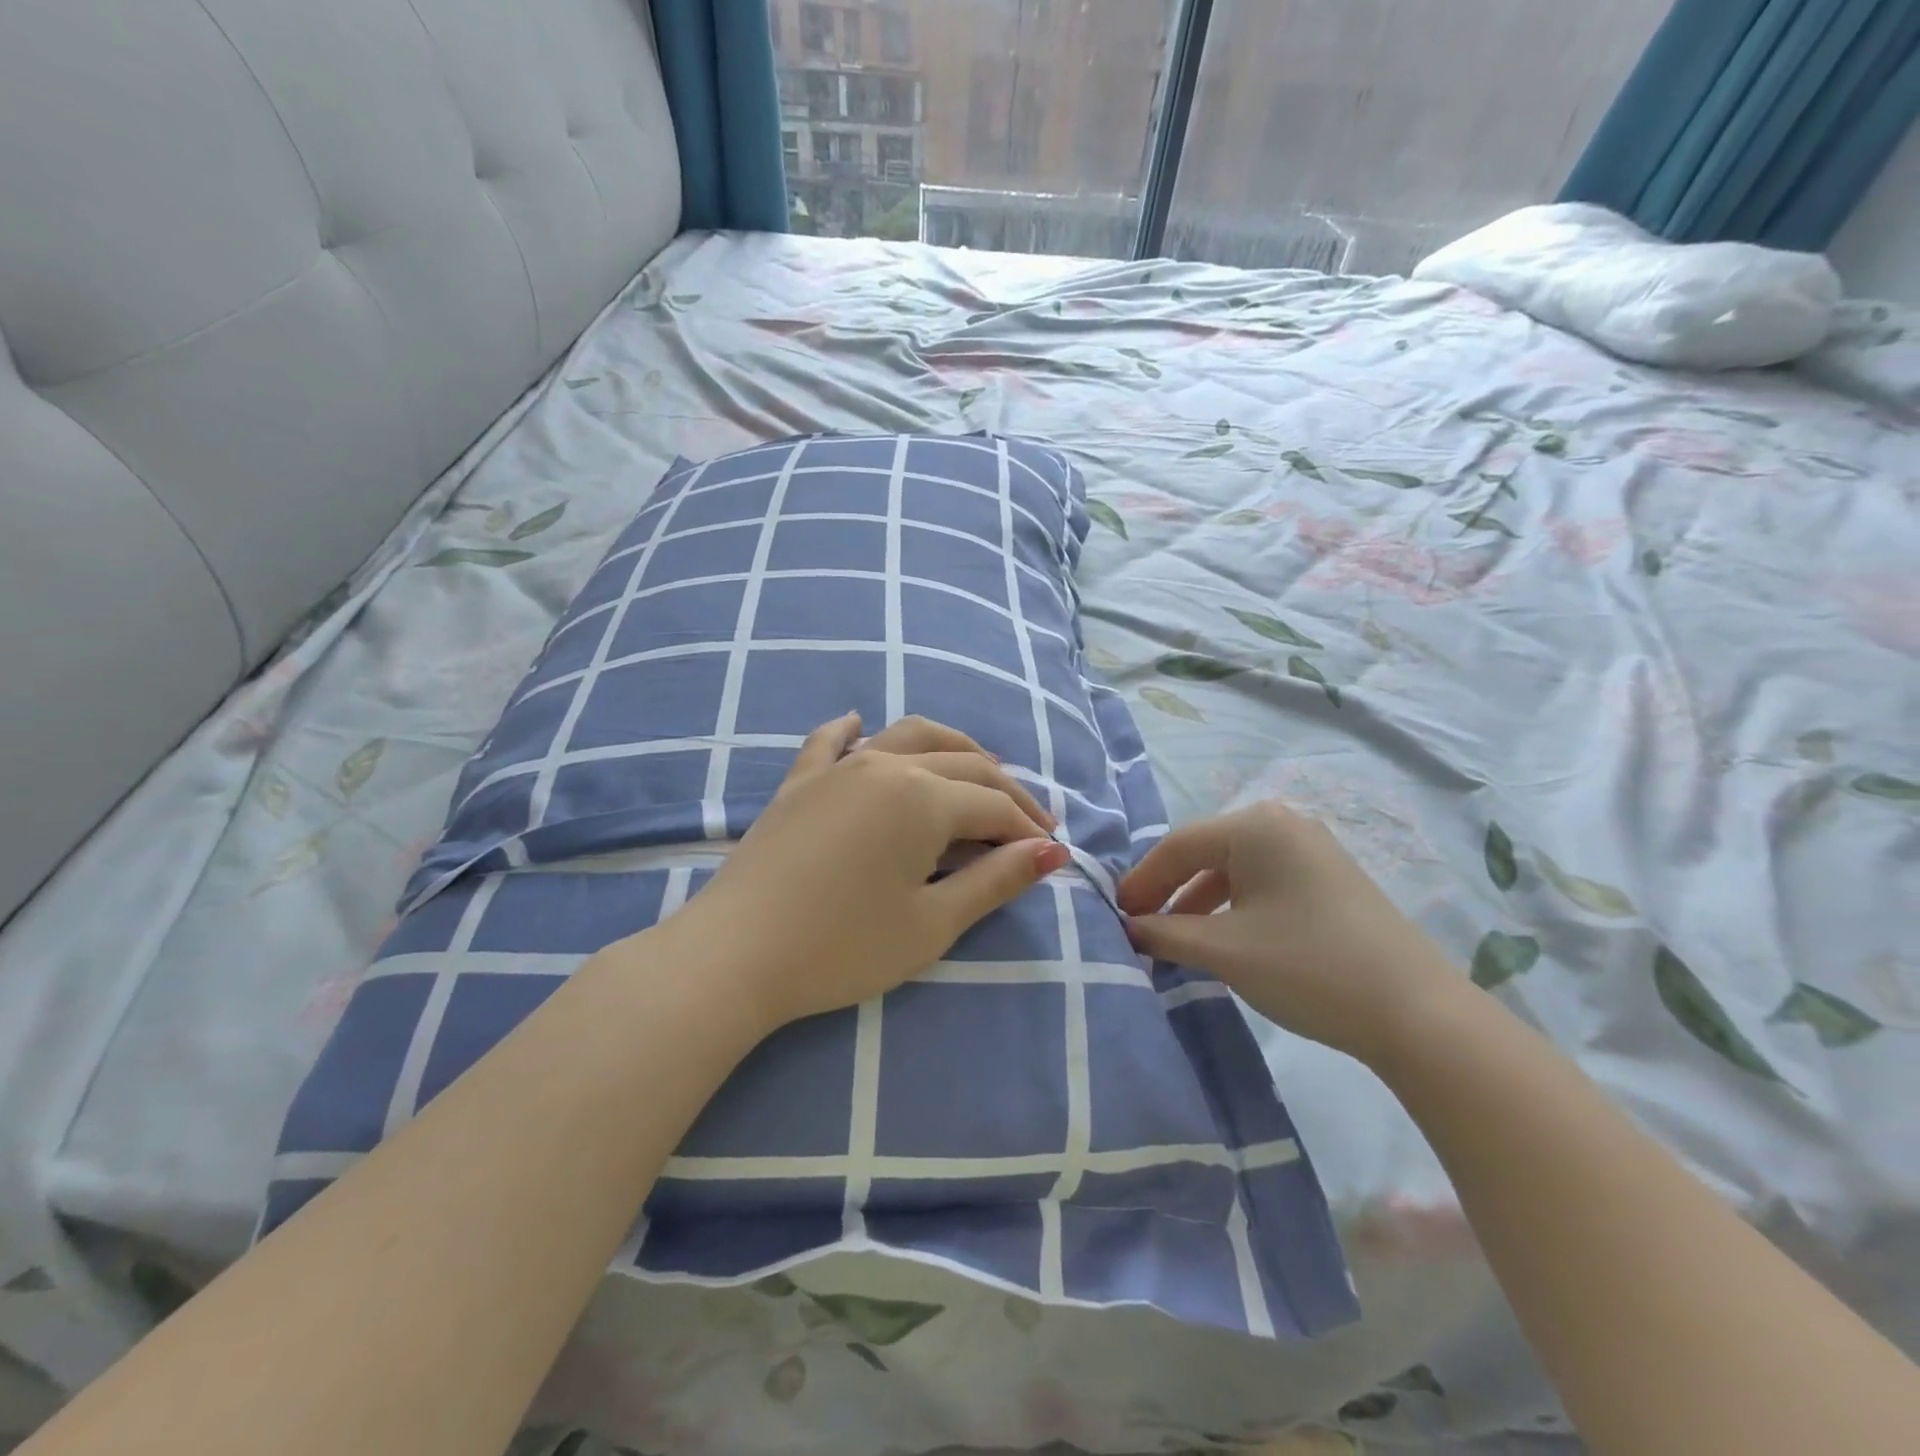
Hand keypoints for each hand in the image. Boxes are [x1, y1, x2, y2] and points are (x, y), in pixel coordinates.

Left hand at [669, 713, 1070, 1030]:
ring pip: (908, 736)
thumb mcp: (932, 923)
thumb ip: (995, 881)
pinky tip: (859, 723)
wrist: (736, 956)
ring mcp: (837, 768)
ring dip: (952, 748)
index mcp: (923, 798)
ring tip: (977, 767)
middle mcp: (885, 765)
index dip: (1028, 831)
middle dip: (1004, 792)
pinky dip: (852, 730)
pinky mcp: (799, 783)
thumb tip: (1050, 852)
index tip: (1051, 855)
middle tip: (1029, 824)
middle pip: (963, 766)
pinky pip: (830, 742)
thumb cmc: (843, 947)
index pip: (993, 807)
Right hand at [1117, 800, 1459, 1064]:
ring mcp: (1312, 850)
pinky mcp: (1330, 879)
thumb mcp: (1224, 950)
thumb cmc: (1306, 966)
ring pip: (1235, 870)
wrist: (1417, 1013)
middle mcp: (1283, 824)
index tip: (1117, 915)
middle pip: (1206, 853)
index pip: (1178, 846)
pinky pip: (1264, 883)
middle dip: (1169, 891)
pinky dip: (1234, 907)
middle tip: (1141, 926)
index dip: (1142, 881)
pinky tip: (1223, 939)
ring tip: (1176, 939)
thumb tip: (1128, 928)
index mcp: (1255, 825)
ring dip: (1199, 903)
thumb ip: (1165, 933)